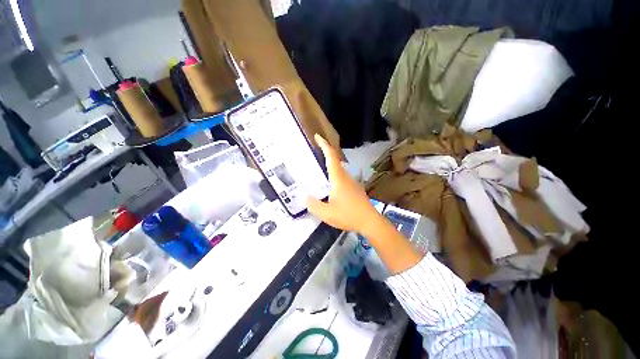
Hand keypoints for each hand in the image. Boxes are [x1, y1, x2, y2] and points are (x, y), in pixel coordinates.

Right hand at [307, 134, 378, 233]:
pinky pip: (342, 177)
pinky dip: (334, 174)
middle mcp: (346, 177)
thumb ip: (314, 205)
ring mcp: (352, 182)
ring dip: (330, 164)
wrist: (370, 222)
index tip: (317, 136)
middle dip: (326, 152)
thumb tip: (306, 198)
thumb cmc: (348, 215)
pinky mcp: (355, 189)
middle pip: (336, 160)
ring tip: (320, 167)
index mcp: (338, 179)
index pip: (331, 157)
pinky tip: (330, 185)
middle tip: (315, 150)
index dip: (324, 145)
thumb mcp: (327, 213)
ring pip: (339, 169)